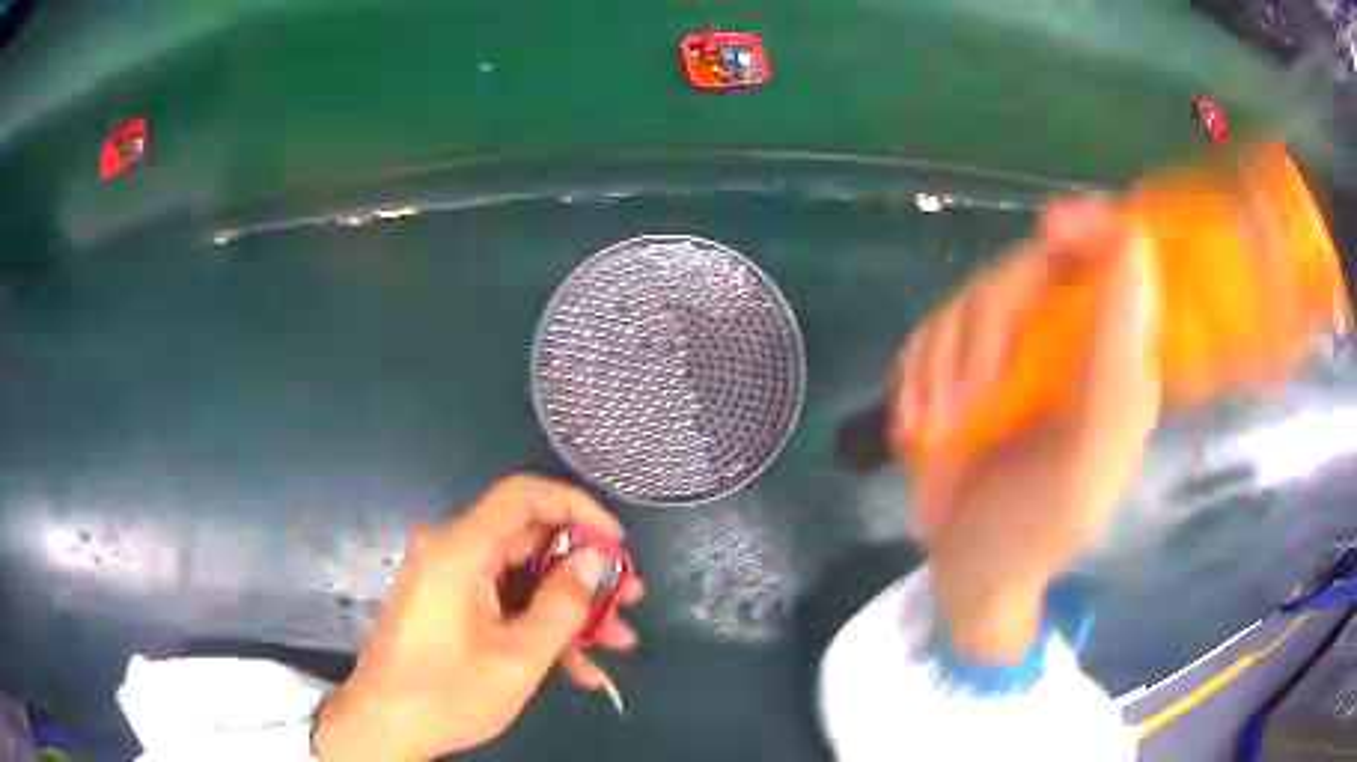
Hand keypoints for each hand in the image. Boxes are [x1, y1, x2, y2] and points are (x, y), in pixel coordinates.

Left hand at [313, 475, 644, 761]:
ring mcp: (452, 582)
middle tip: (630, 599)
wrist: (385, 726)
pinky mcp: (452, 607)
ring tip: (617, 642)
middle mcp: (454, 553)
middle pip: (531, 542)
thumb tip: (596, 560)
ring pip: (524, 579)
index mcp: (461, 550)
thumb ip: (563, 603)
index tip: (617, 544)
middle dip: (586, 573)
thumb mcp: (520, 656)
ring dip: (570, 610)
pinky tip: (579, 669)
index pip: (524, 496)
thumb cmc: (449, 692)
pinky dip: (540, 628)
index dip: (577, 509)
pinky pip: (505, 604)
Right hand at [891, 198, 1160, 662]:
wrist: (971, 574)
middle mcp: (1070, 340)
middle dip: (987, 329)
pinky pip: (931, 332)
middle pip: (1028, 267)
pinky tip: (921, 428)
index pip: (1116, 255)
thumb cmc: (1040, 529)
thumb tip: (1133, 245)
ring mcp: (1015, 351)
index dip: (1089, 225)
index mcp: (1117, 358)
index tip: (1052, 227)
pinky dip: (918, 376)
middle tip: (967, 403)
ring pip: (971, 298)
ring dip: (943, 365)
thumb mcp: (1091, 456)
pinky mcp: (963, 365)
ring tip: (937, 433)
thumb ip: (1117, 359)